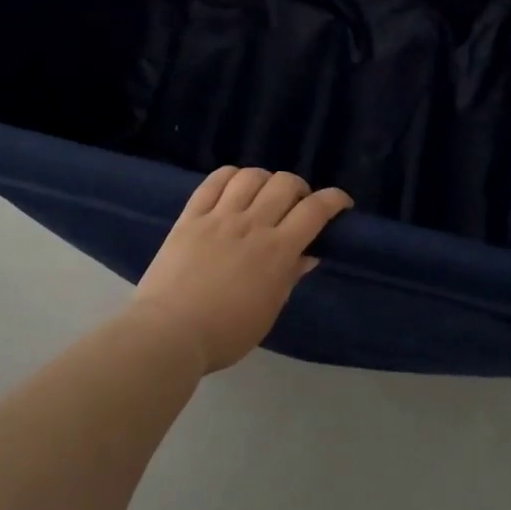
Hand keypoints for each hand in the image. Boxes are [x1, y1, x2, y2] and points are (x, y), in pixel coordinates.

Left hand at [134, 167, 353, 373]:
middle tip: (297, 205)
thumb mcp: (268, 311)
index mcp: (276, 251)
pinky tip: (234, 184)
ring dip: (266, 179)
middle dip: (300, 188)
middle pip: (285, 184)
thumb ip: (289, 277)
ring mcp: (218, 216)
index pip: (314, 211)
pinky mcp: (190, 216)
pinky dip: (230, 176)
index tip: (341, 203)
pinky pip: (213, 182)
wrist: (169, 331)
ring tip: (264, 194)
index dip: (334, 200)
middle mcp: (251, 224)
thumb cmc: (225, 333)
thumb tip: (308, 254)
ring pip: (250, 176)